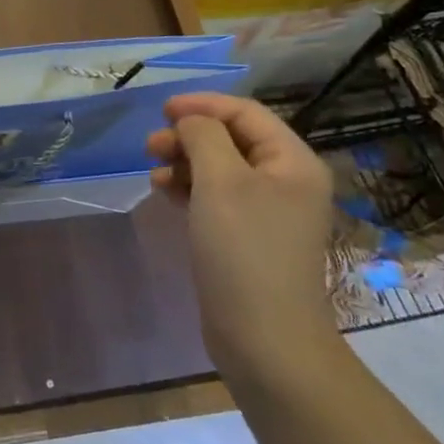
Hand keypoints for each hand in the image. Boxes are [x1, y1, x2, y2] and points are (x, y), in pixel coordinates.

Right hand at [146, 94, 337, 379]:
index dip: (203, 105)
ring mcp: (268, 212)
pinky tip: (164, 193)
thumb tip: (190, 121)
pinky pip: (215, 196)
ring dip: (184, 162)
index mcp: (292, 162)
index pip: (246, 113)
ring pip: (219, 167)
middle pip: (231, 138)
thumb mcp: (220, 181)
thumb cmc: (245, 249)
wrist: (264, 339)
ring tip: (154, 173)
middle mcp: (285, 181)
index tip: (161, 110)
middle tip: (151, 146)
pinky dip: (189, 188)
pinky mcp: (247, 237)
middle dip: (189, 135)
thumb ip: (203, 136)